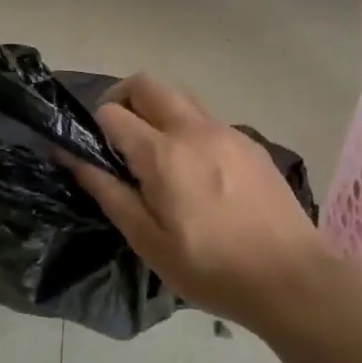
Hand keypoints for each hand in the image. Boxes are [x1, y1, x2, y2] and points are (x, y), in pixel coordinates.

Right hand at [67, 73, 331, 331]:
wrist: (291, 278)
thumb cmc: (209, 268)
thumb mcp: (147, 240)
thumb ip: (108, 192)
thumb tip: (71, 156)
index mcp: (163, 154)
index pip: (112, 112)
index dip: (94, 128)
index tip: (95, 153)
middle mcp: (194, 129)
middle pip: (147, 84)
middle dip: (122, 99)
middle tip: (117, 138)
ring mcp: (228, 132)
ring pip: (180, 97)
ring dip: (156, 111)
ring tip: (156, 155)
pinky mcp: (251, 144)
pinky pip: (207, 120)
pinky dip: (187, 129)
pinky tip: (196, 172)